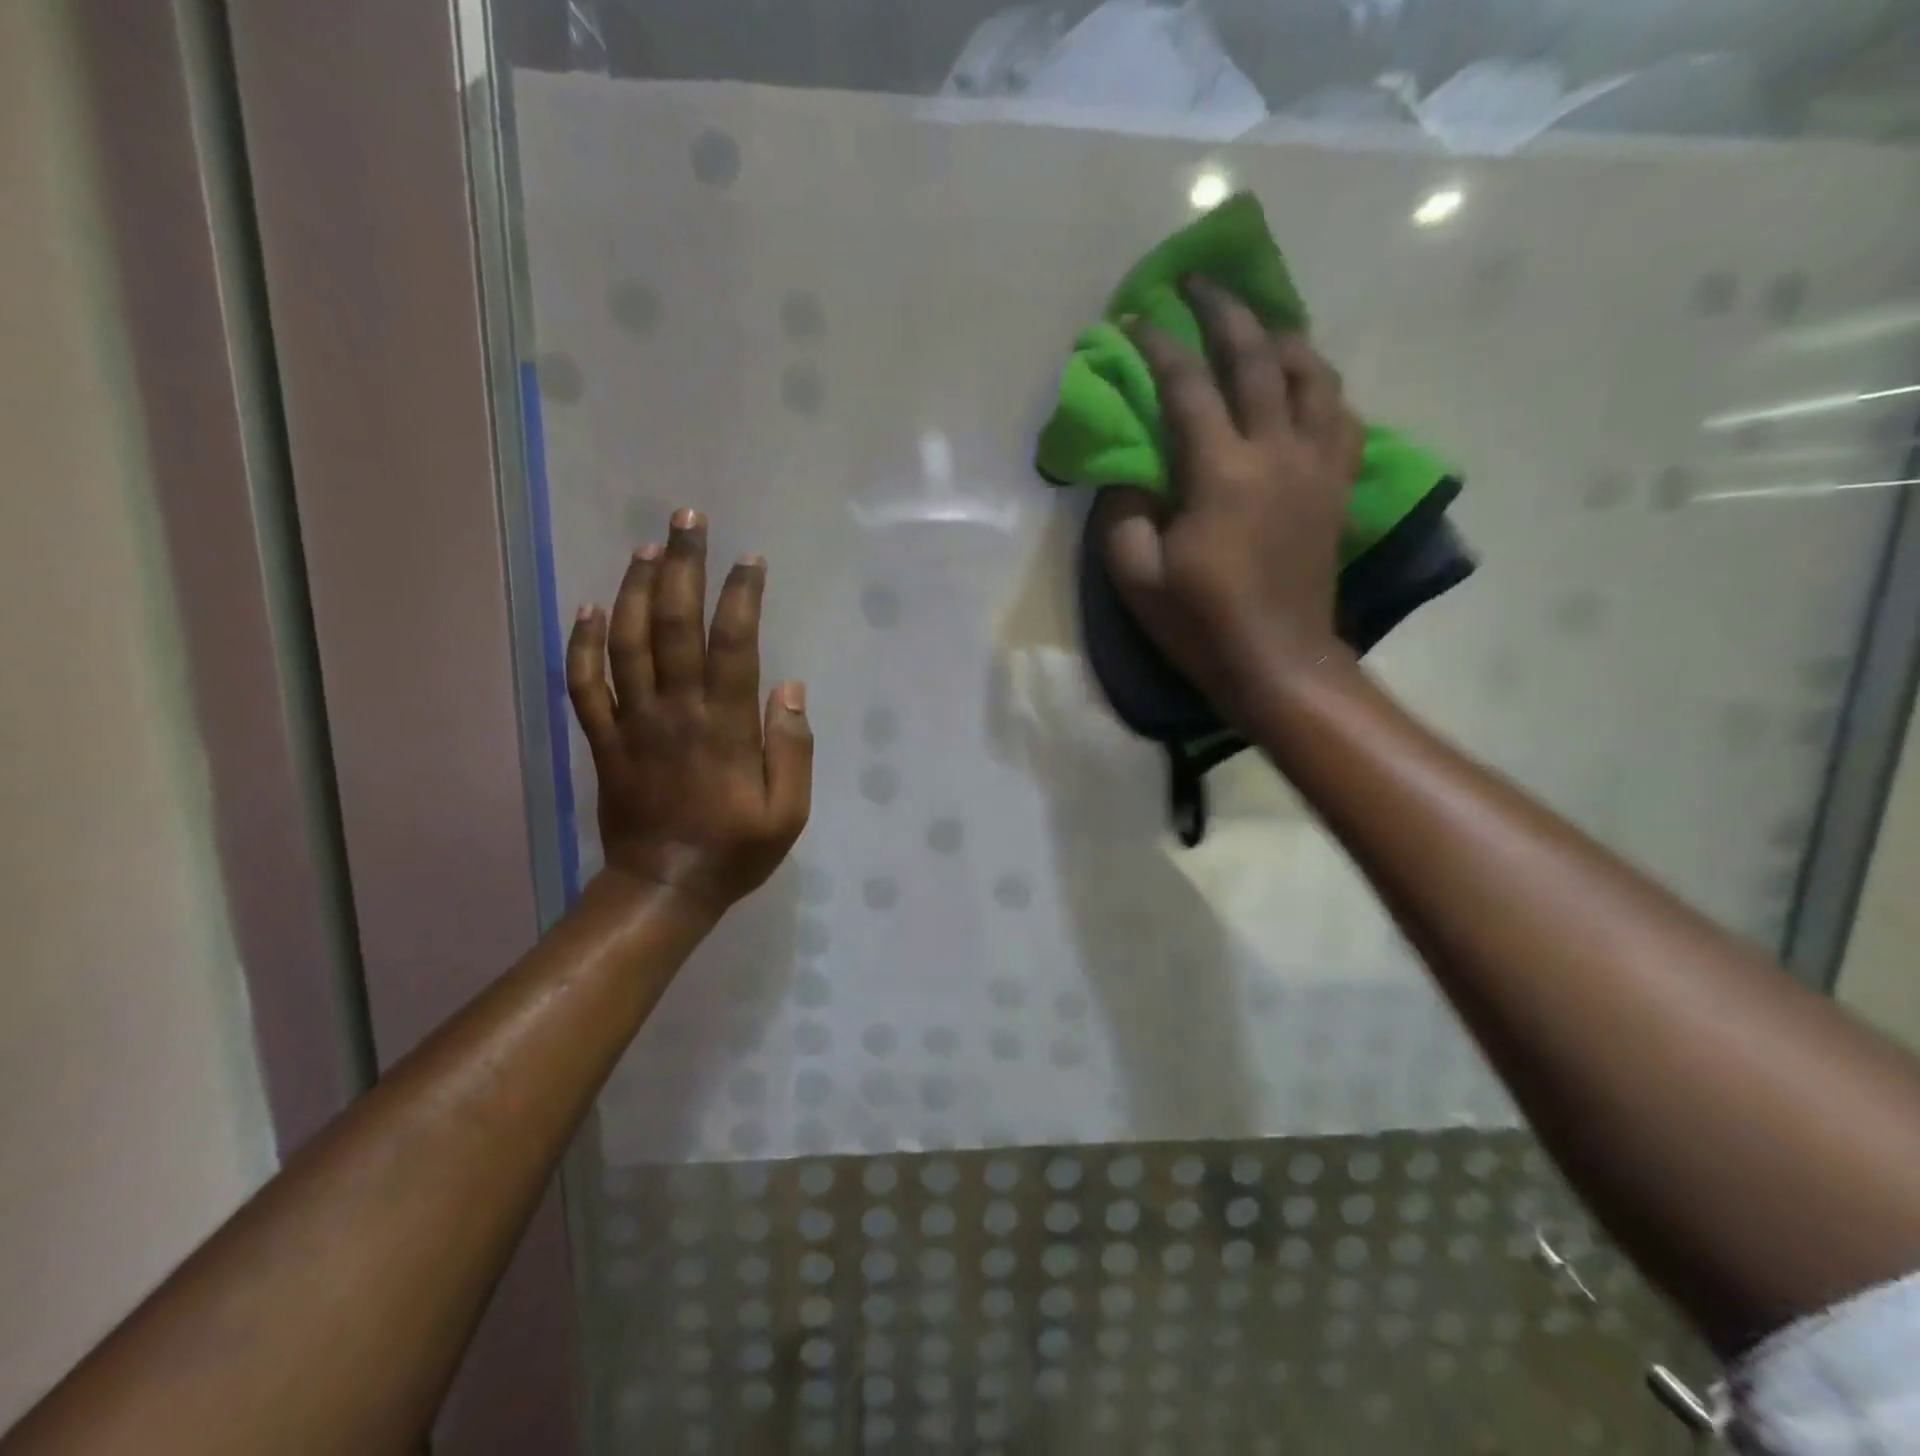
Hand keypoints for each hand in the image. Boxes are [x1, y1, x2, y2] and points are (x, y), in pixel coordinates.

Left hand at [566, 509, 812, 914]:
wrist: (663, 888)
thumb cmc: (735, 850)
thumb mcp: (789, 812)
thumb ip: (792, 748)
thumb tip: (790, 686)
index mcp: (724, 726)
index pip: (733, 644)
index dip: (741, 596)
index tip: (750, 559)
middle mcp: (674, 711)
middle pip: (673, 625)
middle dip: (682, 567)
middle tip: (688, 520)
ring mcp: (632, 723)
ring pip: (625, 641)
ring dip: (634, 589)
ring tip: (646, 547)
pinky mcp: (603, 740)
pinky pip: (584, 684)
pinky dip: (582, 643)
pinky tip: (590, 607)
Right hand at [1099, 277, 1363, 716]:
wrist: (1278, 662)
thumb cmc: (1201, 623)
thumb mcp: (1137, 577)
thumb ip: (1123, 512)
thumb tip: (1126, 469)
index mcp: (1221, 473)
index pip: (1188, 387)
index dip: (1158, 346)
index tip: (1135, 316)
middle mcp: (1277, 452)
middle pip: (1257, 358)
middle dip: (1225, 311)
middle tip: (1201, 281)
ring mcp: (1316, 467)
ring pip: (1313, 376)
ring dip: (1284, 337)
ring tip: (1261, 324)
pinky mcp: (1336, 488)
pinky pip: (1341, 416)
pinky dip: (1321, 388)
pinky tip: (1305, 387)